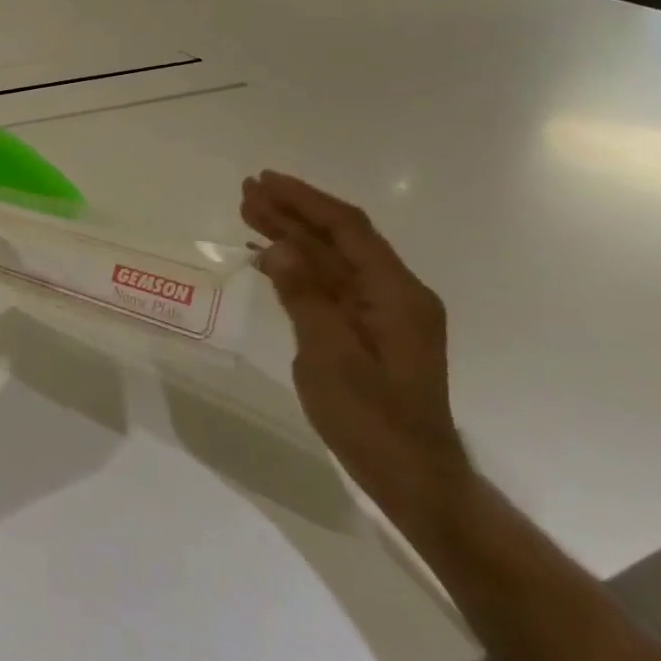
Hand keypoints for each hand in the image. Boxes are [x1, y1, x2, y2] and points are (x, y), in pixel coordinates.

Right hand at [240, 171, 472, 531]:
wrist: (413, 479)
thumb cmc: (372, 420)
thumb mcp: (330, 357)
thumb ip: (305, 297)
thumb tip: (279, 247)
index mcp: (397, 294)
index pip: (348, 229)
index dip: (305, 200)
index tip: (266, 181)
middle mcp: (395, 294)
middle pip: (339, 239)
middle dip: (293, 212)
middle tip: (247, 190)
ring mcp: (383, 313)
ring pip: (332, 260)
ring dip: (292, 235)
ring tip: (248, 212)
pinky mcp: (369, 331)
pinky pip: (331, 284)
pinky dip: (298, 267)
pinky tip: (268, 257)